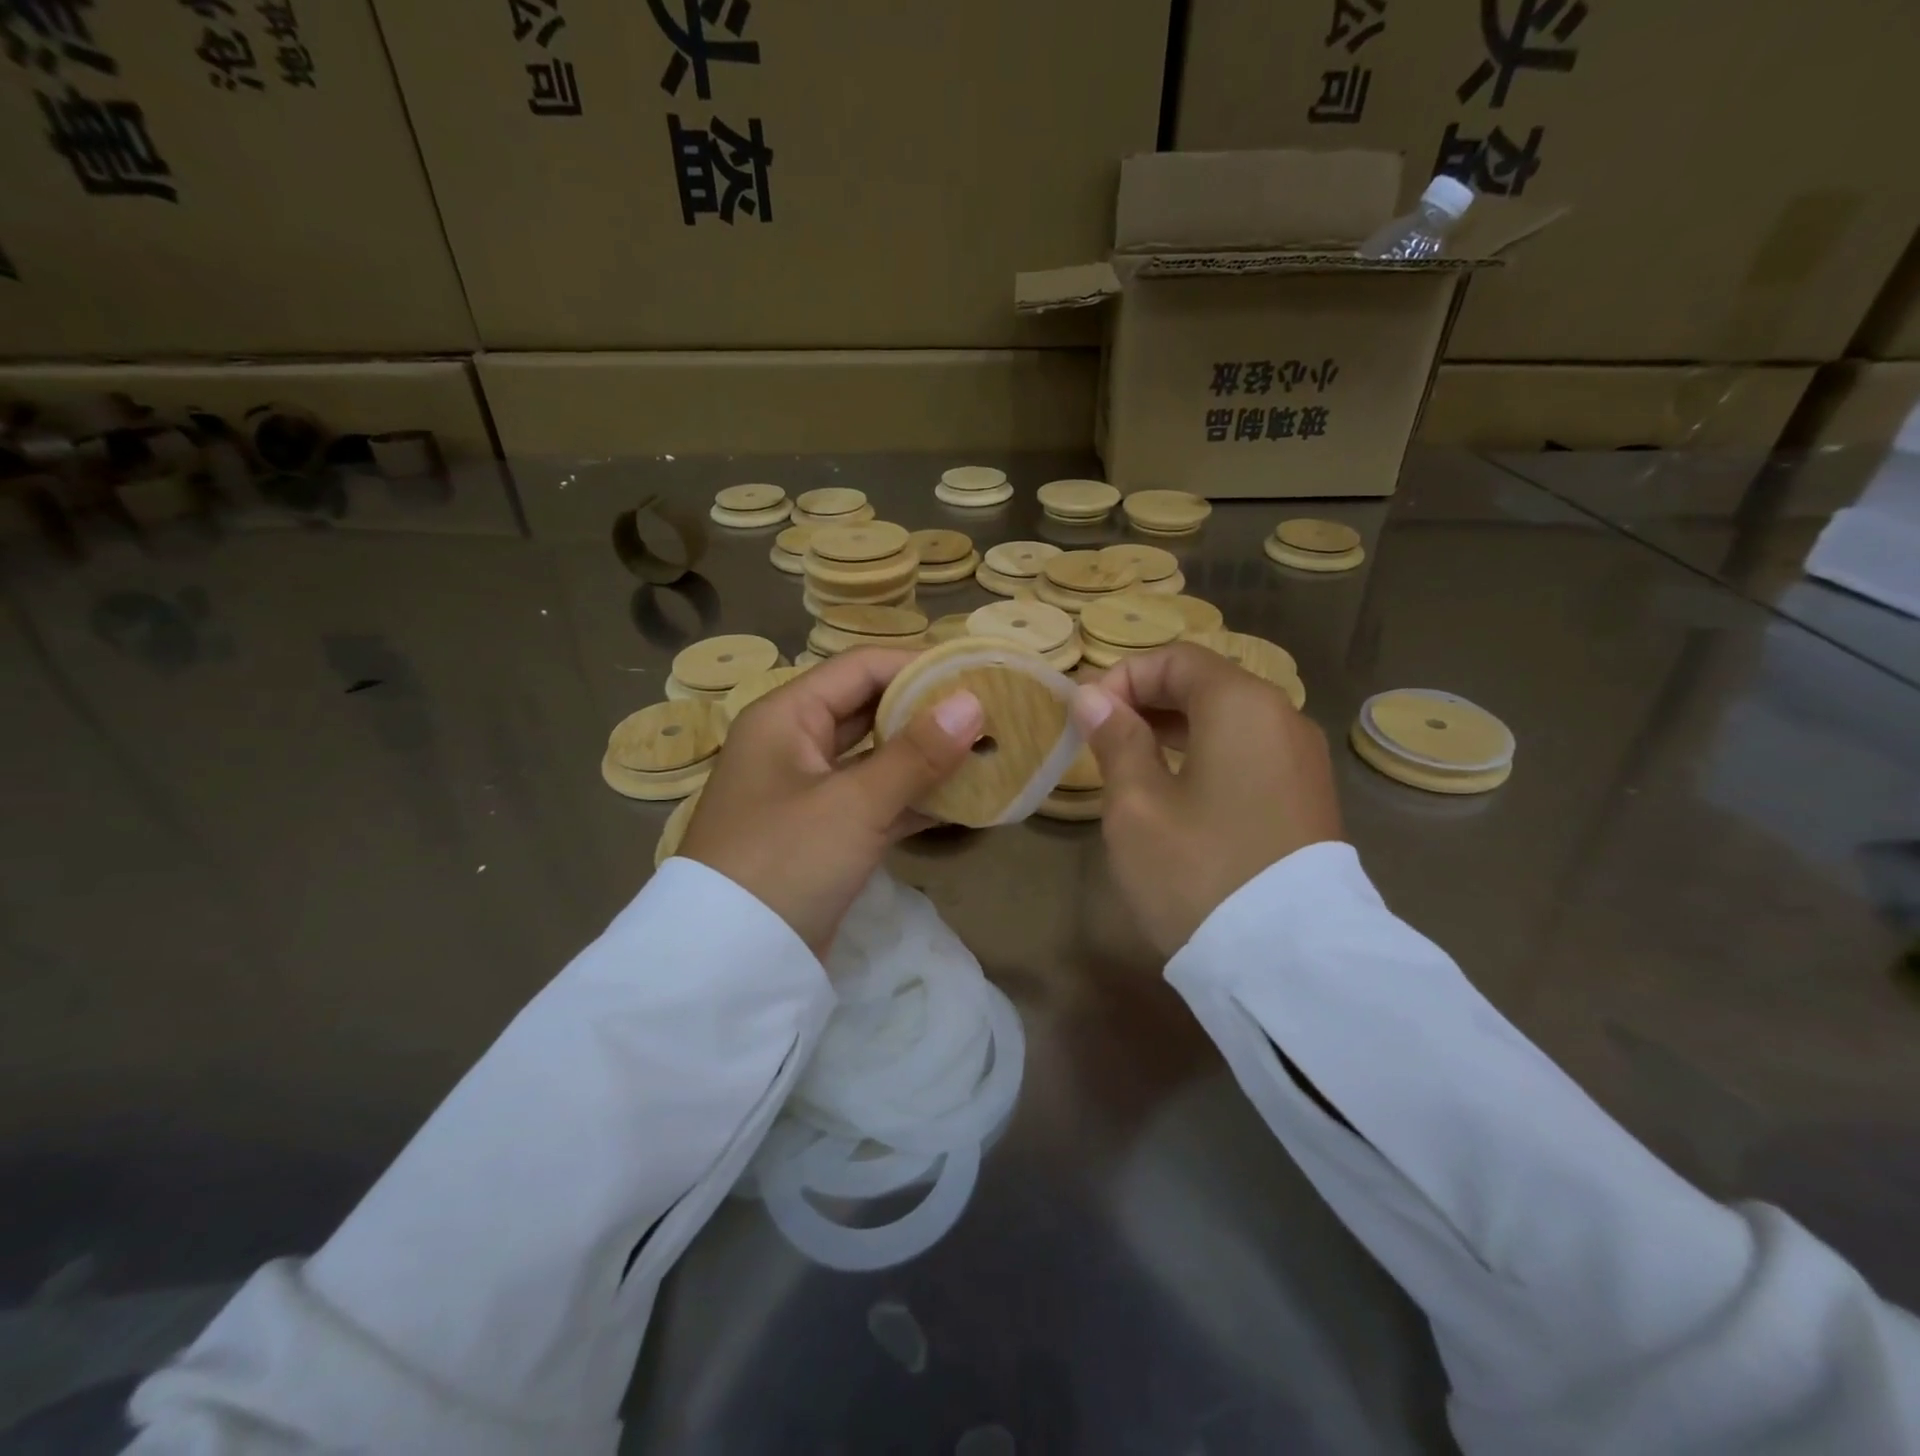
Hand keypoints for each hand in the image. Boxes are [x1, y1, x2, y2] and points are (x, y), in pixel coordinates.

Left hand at [681, 648, 983, 953]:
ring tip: (985, 752)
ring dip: (924, 759)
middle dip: (926, 713)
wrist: (730, 965)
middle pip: (868, 711)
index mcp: (785, 717)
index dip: (916, 666)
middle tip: (987, 714)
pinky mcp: (822, 836)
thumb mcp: (854, 804)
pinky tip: (962, 801)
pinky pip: (874, 802)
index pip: (859, 669)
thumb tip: (972, 703)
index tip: (974, 675)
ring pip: (875, 760)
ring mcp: (808, 794)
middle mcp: (793, 745)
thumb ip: (916, 753)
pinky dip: (912, 800)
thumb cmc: (785, 861)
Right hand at [1071, 643, 1342, 955]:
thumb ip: (1116, 740)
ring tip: (1132, 761)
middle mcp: (1283, 718)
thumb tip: (1095, 698)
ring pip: (1230, 721)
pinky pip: (1251, 753)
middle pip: (1207, 684)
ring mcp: (1304, 760)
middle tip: (1102, 738)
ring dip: (1176, 728)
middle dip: (1148, 700)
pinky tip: (1179, 790)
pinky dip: (1209, 754)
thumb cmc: (1198, 871)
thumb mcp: (1137, 805)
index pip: (1176, 659)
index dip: (1124, 677)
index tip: (1087, 717)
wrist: (1289, 962)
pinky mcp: (1309, 798)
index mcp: (1242, 705)